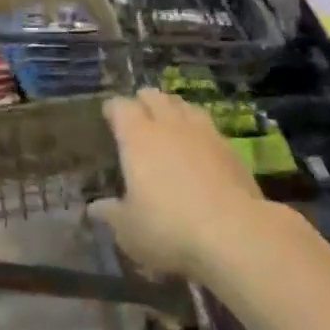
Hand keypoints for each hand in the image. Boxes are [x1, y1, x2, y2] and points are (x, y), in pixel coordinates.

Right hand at [89, 89, 268, 280]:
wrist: (235, 232)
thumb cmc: (169, 228)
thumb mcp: (130, 231)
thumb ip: (112, 215)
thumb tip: (95, 208)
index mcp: (137, 137)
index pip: (120, 107)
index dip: (113, 109)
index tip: (109, 116)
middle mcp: (168, 124)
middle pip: (153, 96)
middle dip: (143, 101)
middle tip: (139, 114)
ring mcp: (202, 131)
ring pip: (183, 105)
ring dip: (172, 108)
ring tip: (169, 120)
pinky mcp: (229, 146)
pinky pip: (207, 124)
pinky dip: (198, 128)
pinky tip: (199, 143)